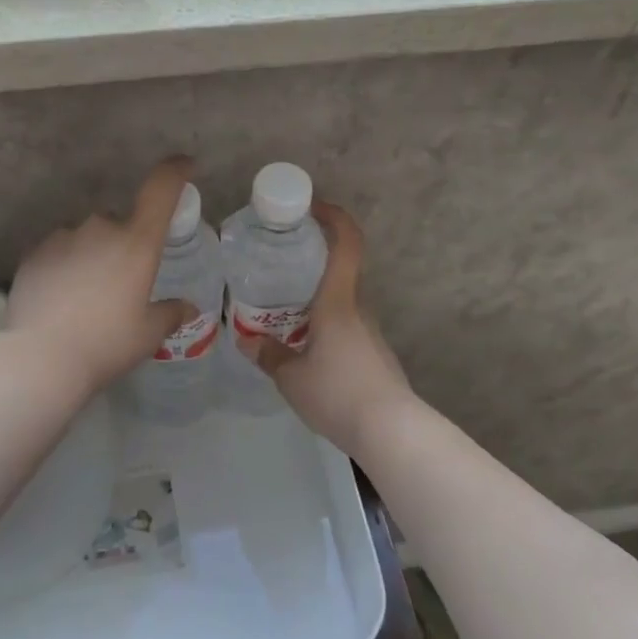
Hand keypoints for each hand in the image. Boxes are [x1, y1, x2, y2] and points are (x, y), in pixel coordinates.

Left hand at [5, 158, 196, 399]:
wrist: (42, 357)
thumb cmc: (107, 343)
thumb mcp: (148, 334)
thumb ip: (170, 314)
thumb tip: (187, 307)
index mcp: (137, 242)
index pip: (161, 189)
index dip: (175, 171)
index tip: (185, 165)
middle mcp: (100, 228)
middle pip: (119, 223)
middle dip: (123, 245)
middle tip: (120, 285)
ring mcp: (63, 237)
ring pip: (85, 238)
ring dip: (91, 256)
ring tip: (86, 298)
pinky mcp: (34, 253)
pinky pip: (58, 252)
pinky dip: (64, 267)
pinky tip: (60, 299)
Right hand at [237, 202, 415, 457]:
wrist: (391, 431)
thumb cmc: (338, 392)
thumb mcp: (291, 377)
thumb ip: (268, 354)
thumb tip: (246, 339)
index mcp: (337, 302)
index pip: (347, 244)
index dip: (334, 217)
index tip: (312, 207)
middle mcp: (358, 310)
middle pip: (339, 273)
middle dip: (311, 265)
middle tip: (277, 269)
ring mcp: (370, 333)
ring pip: (340, 305)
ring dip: (315, 302)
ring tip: (283, 315)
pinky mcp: (375, 356)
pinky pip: (345, 329)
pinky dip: (324, 327)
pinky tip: (305, 351)